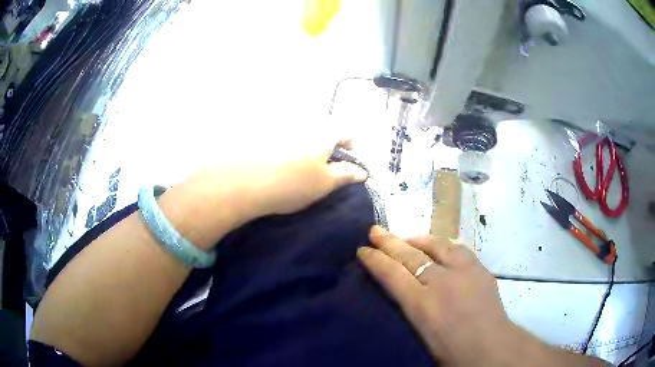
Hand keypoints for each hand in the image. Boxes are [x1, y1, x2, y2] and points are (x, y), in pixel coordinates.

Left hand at [163, 135, 367, 246]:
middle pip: (324, 132)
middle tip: (320, 172)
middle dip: (328, 149)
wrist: (244, 183)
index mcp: (323, 133)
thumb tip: (362, 171)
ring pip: (303, 135)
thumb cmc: (292, 184)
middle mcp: (305, 125)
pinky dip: (287, 150)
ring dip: (306, 150)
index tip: (346, 165)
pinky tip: (278, 167)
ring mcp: (282, 128)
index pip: (347, 131)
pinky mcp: (263, 134)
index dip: (352, 148)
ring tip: (297, 171)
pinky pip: (283, 139)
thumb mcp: (324, 184)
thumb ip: (346, 175)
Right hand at [356, 226, 521, 365]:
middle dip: (389, 243)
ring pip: (436, 246)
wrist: (491, 348)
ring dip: (416, 240)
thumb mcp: (419, 335)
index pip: (392, 275)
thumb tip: (398, 289)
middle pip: (411, 256)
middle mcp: (441, 283)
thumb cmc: (451, 351)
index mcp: (422, 305)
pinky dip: (443, 244)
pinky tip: (438, 245)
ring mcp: (463, 272)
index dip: (375, 260)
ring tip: (404, 237)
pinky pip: (457, 249)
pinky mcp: (479, 268)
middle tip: (375, 231)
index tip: (362, 250)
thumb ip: (408, 309)